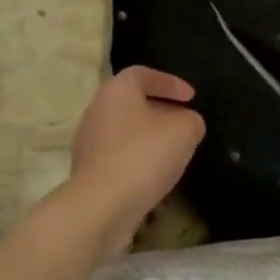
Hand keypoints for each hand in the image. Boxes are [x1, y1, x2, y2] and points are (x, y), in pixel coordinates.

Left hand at [68, 66, 204, 255]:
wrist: (103, 204)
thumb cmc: (144, 156)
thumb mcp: (184, 132)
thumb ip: (191, 120)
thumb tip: (187, 123)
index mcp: (116, 91)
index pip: (142, 74)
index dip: (169, 82)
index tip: (191, 97)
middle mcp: (97, 110)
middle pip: (131, 102)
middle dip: (160, 110)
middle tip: (183, 122)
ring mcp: (88, 142)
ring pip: (124, 130)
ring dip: (148, 136)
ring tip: (173, 150)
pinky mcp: (89, 170)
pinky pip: (118, 155)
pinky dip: (138, 158)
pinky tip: (155, 173)